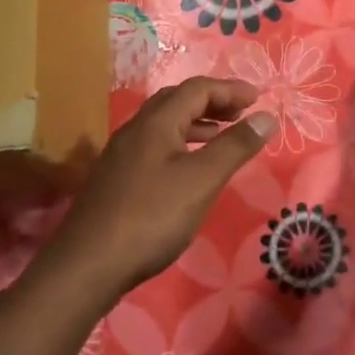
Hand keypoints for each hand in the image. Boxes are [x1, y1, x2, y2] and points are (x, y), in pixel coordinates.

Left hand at [56, 76, 275, 294]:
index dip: (229, 89)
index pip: (197, 89)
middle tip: (242, 114)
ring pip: (164, 125)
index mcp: (156, 122)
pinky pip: (155, 146)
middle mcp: (135, 130)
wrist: (87, 265)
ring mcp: (121, 154)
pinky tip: (189, 170)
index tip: (258, 99)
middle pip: (177, 101)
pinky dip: (181, 144)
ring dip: (197, 123)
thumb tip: (267, 116)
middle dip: (213, 102)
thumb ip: (235, 146)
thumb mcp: (202, 180)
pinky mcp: (116, 179)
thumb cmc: (151, 217)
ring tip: (222, 137)